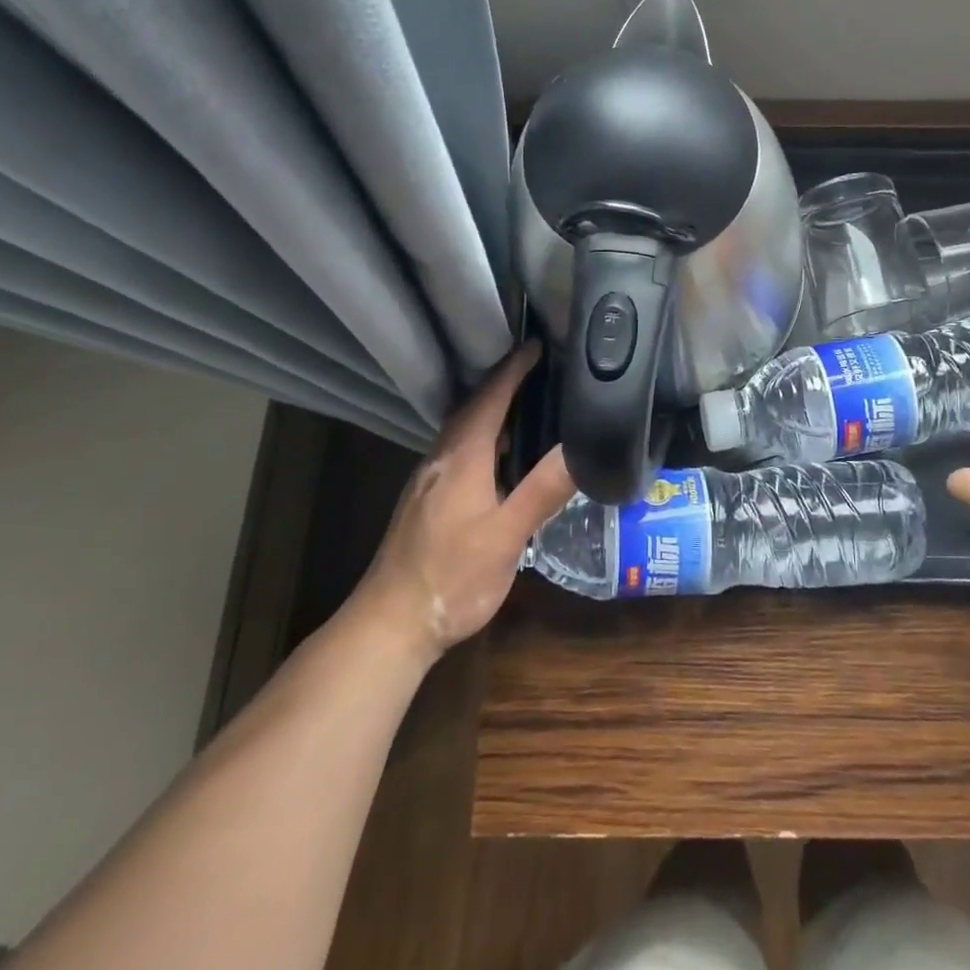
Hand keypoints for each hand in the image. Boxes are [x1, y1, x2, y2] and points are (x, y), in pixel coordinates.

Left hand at [351, 342, 574, 658]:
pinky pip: (457, 452)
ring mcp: (427, 482)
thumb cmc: (452, 577)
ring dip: (490, 411)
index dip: (513, 370)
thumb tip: (580, 446)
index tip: (537, 345)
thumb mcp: (507, 537)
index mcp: (461, 459)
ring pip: (461, 432)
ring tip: (524, 406)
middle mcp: (440, 461)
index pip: (489, 400)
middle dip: (502, 384)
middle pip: (471, 410)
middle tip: (537, 369)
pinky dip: (480, 438)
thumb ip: (543, 490)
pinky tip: (496, 458)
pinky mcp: (424, 503)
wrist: (389, 624)